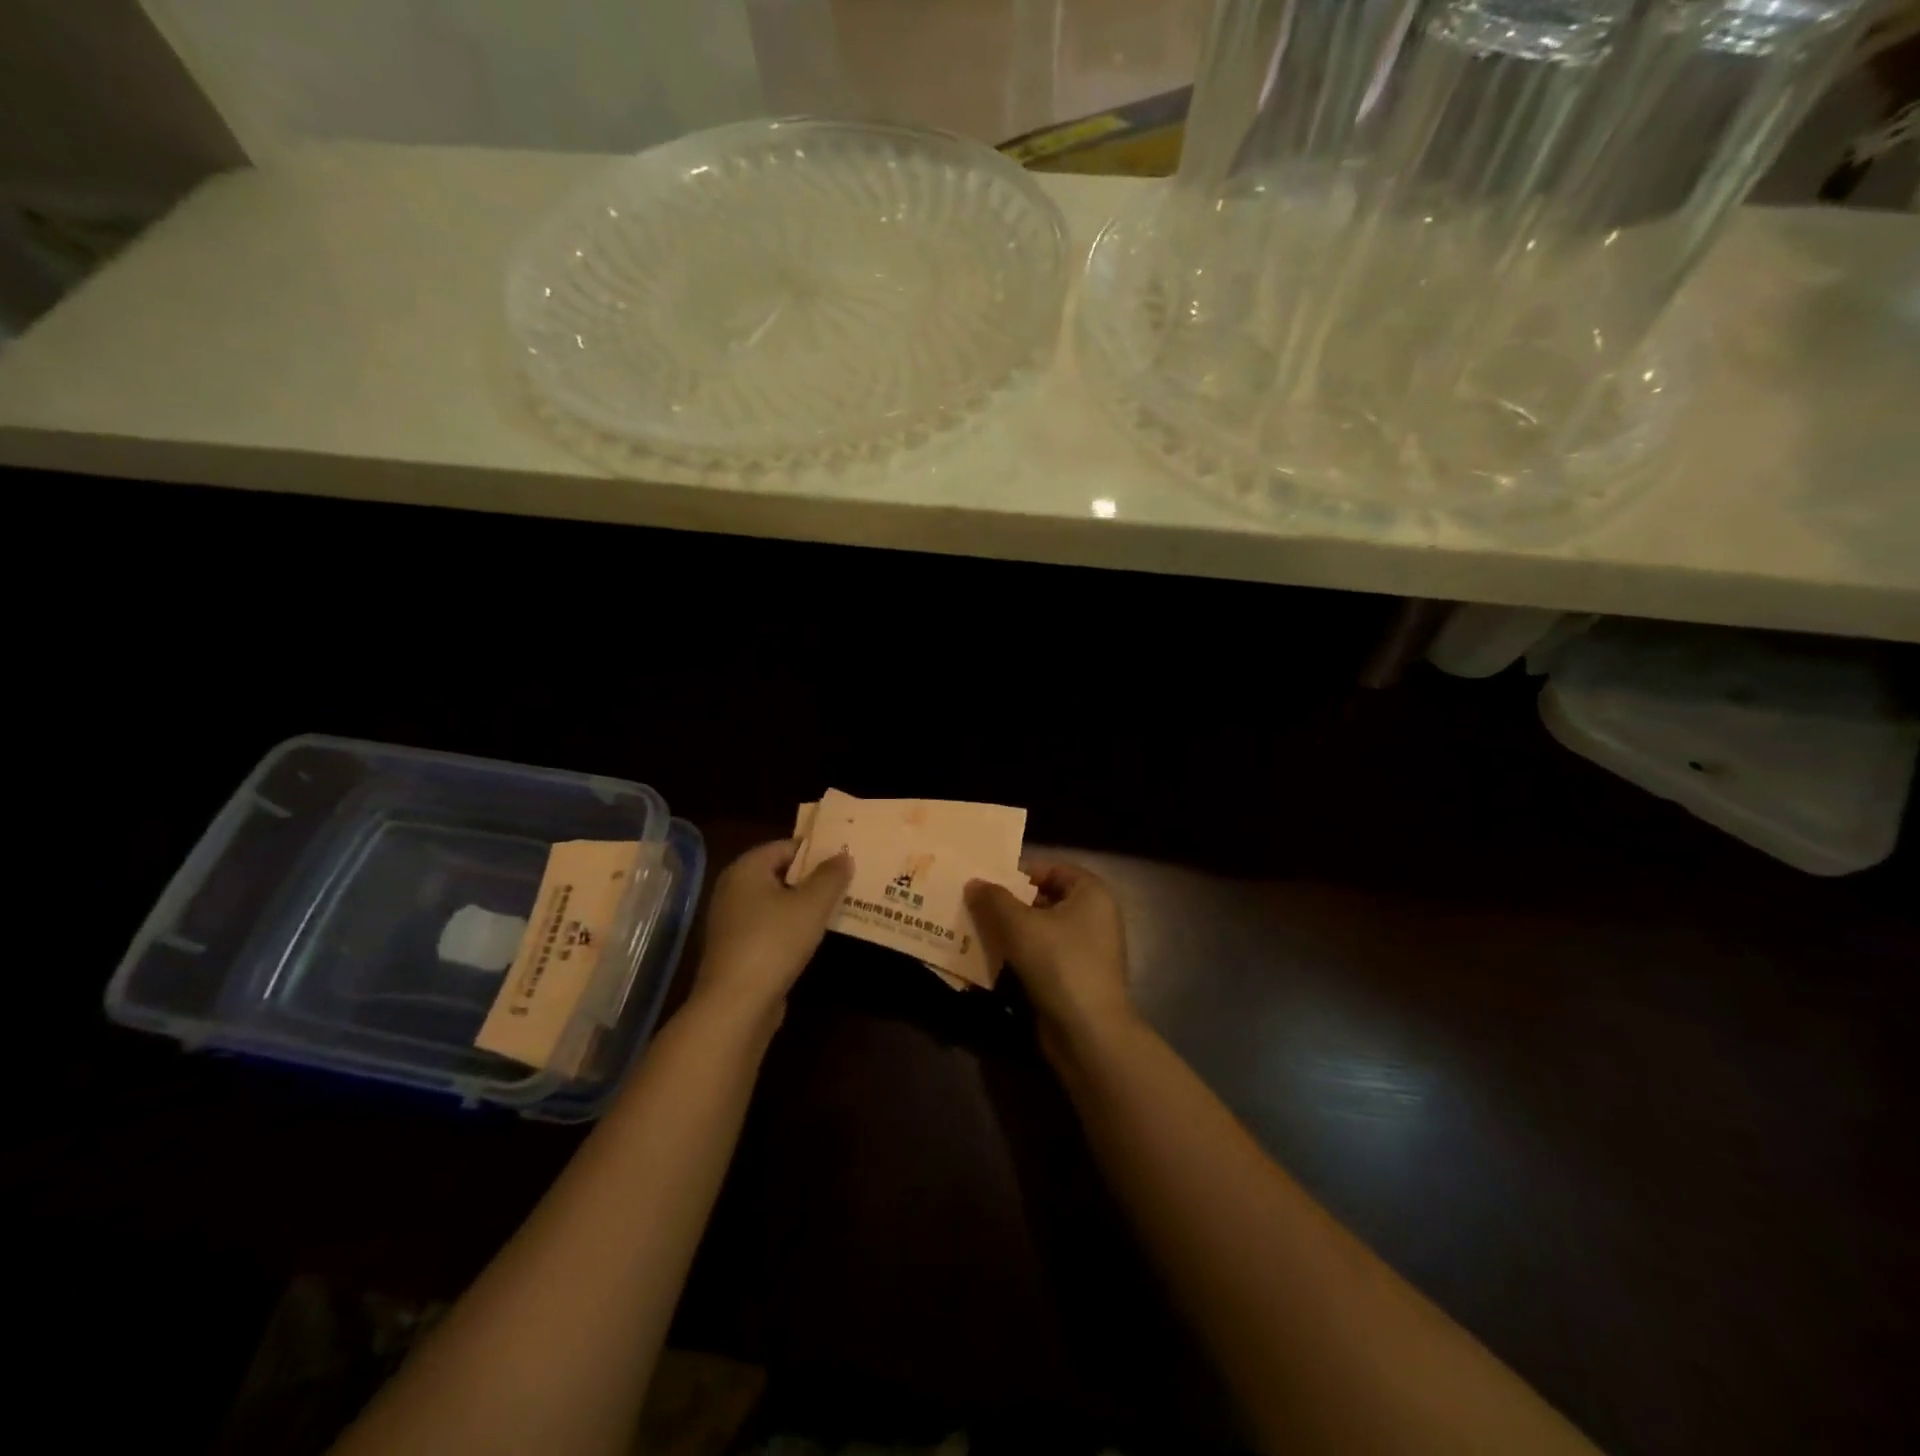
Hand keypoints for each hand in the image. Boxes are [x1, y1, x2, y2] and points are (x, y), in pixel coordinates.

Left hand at [695, 839, 852, 1015]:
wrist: (736, 1005)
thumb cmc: (774, 942)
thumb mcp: (812, 905)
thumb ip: (831, 876)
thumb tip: (843, 855)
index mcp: (745, 869)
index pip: (785, 846)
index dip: (816, 851)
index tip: (845, 859)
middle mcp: (733, 890)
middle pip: (780, 874)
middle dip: (813, 878)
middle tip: (848, 882)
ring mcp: (732, 922)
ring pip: (777, 903)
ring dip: (805, 905)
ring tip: (839, 907)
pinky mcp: (737, 950)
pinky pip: (771, 927)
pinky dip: (792, 928)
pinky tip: (816, 937)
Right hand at [965, 861, 1132, 1046]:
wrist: (1089, 1033)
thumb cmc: (1059, 964)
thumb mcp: (1019, 925)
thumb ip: (994, 899)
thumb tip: (974, 883)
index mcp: (1091, 894)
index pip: (1052, 869)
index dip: (1020, 873)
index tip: (987, 883)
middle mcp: (1094, 917)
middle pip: (1045, 900)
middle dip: (1010, 904)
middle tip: (974, 907)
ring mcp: (1087, 951)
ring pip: (1041, 931)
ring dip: (1011, 932)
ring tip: (975, 932)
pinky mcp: (1076, 979)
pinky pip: (1043, 957)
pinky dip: (1020, 957)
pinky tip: (991, 961)